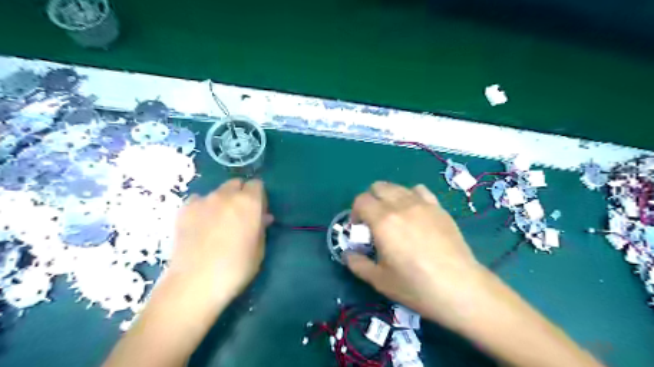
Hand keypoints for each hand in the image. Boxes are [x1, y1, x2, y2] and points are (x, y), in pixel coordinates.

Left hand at [169, 179, 271, 305]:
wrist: (196, 283)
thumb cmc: (236, 268)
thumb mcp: (259, 249)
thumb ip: (261, 227)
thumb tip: (263, 217)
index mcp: (249, 202)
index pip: (257, 184)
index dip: (258, 196)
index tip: (257, 211)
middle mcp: (226, 195)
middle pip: (236, 184)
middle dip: (240, 194)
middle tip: (239, 215)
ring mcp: (203, 200)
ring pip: (217, 192)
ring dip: (221, 201)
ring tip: (217, 222)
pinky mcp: (184, 209)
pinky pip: (198, 201)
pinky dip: (202, 208)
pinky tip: (200, 225)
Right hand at [347, 182, 483, 324]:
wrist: (460, 288)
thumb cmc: (416, 286)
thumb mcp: (379, 280)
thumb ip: (357, 264)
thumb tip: (348, 254)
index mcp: (383, 220)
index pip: (361, 200)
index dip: (355, 213)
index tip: (359, 230)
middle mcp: (401, 205)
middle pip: (378, 187)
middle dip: (370, 201)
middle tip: (374, 222)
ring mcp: (422, 204)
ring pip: (397, 187)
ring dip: (388, 197)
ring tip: (393, 217)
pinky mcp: (438, 208)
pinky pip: (419, 190)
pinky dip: (410, 196)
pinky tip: (414, 213)